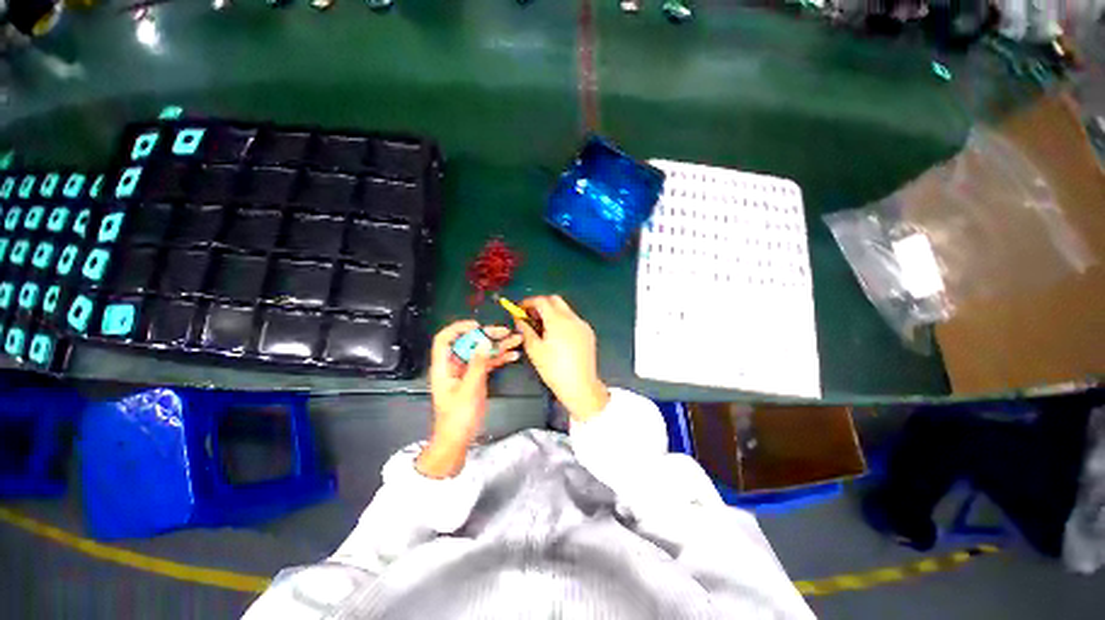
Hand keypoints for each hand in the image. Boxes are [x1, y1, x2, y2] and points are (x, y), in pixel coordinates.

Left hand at [417, 320, 521, 477]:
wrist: (457, 439)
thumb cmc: (458, 416)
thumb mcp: (469, 389)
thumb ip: (477, 364)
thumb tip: (484, 341)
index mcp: (444, 366)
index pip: (445, 339)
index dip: (458, 328)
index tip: (478, 325)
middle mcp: (454, 365)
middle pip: (469, 343)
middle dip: (487, 336)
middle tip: (506, 332)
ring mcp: (466, 371)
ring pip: (481, 352)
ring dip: (498, 346)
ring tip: (516, 340)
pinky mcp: (476, 378)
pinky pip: (488, 363)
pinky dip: (500, 359)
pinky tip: (513, 356)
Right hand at [517, 295, 609, 422]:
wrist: (580, 386)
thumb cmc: (554, 369)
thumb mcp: (534, 350)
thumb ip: (525, 330)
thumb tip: (519, 319)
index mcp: (558, 320)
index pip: (542, 301)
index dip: (529, 302)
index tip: (520, 309)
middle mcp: (572, 318)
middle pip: (555, 300)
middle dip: (541, 304)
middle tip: (530, 316)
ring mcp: (582, 325)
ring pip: (565, 309)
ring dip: (552, 312)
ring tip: (542, 327)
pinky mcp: (588, 333)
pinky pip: (573, 320)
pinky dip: (562, 321)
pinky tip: (556, 335)